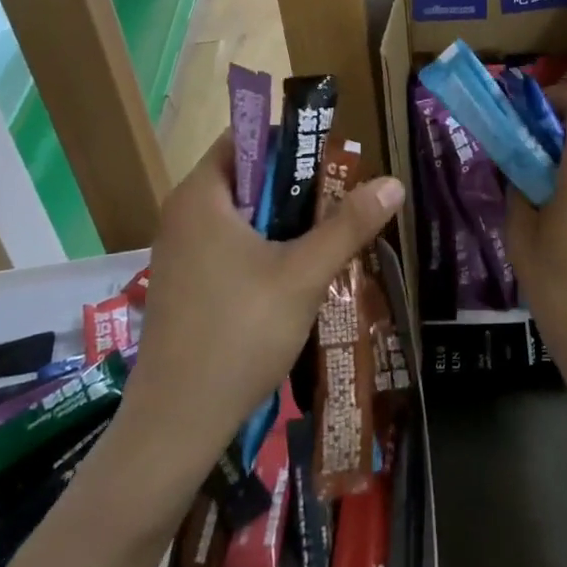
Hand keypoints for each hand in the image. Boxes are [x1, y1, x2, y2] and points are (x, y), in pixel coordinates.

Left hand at [119, 132, 402, 467]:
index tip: (330, 162)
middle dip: (295, 187)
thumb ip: (348, 225)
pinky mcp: (182, 285)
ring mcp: (178, 252)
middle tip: (339, 203)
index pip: (244, 137)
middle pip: (246, 177)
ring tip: (326, 240)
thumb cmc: (238, 335)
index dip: (289, 141)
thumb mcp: (303, 275)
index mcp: (200, 195)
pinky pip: (227, 245)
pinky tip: (293, 278)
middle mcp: (182, 214)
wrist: (174, 428)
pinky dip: (261, 248)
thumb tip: (393, 183)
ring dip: (282, 222)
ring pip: (240, 216)